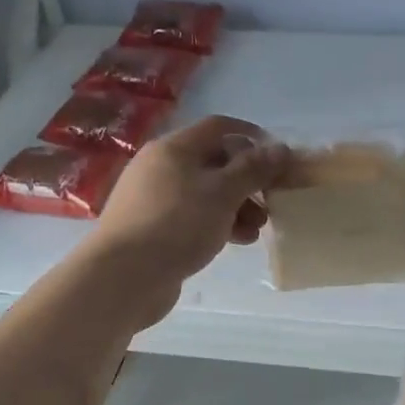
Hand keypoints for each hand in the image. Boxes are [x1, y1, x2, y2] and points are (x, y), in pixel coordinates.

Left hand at [87, 115, 287, 323]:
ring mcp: (154, 199)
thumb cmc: (177, 224)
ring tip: (257, 229)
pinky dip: (218, 223)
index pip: (218, 127)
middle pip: (213, 162)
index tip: (278, 156)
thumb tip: (280, 148)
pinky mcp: (153, 228)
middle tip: (271, 200)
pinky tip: (236, 241)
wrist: (124, 276)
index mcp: (174, 148)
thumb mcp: (223, 193)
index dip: (251, 136)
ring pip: (205, 193)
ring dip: (236, 206)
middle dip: (247, 180)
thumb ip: (254, 169)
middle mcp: (161, 167)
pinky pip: (193, 217)